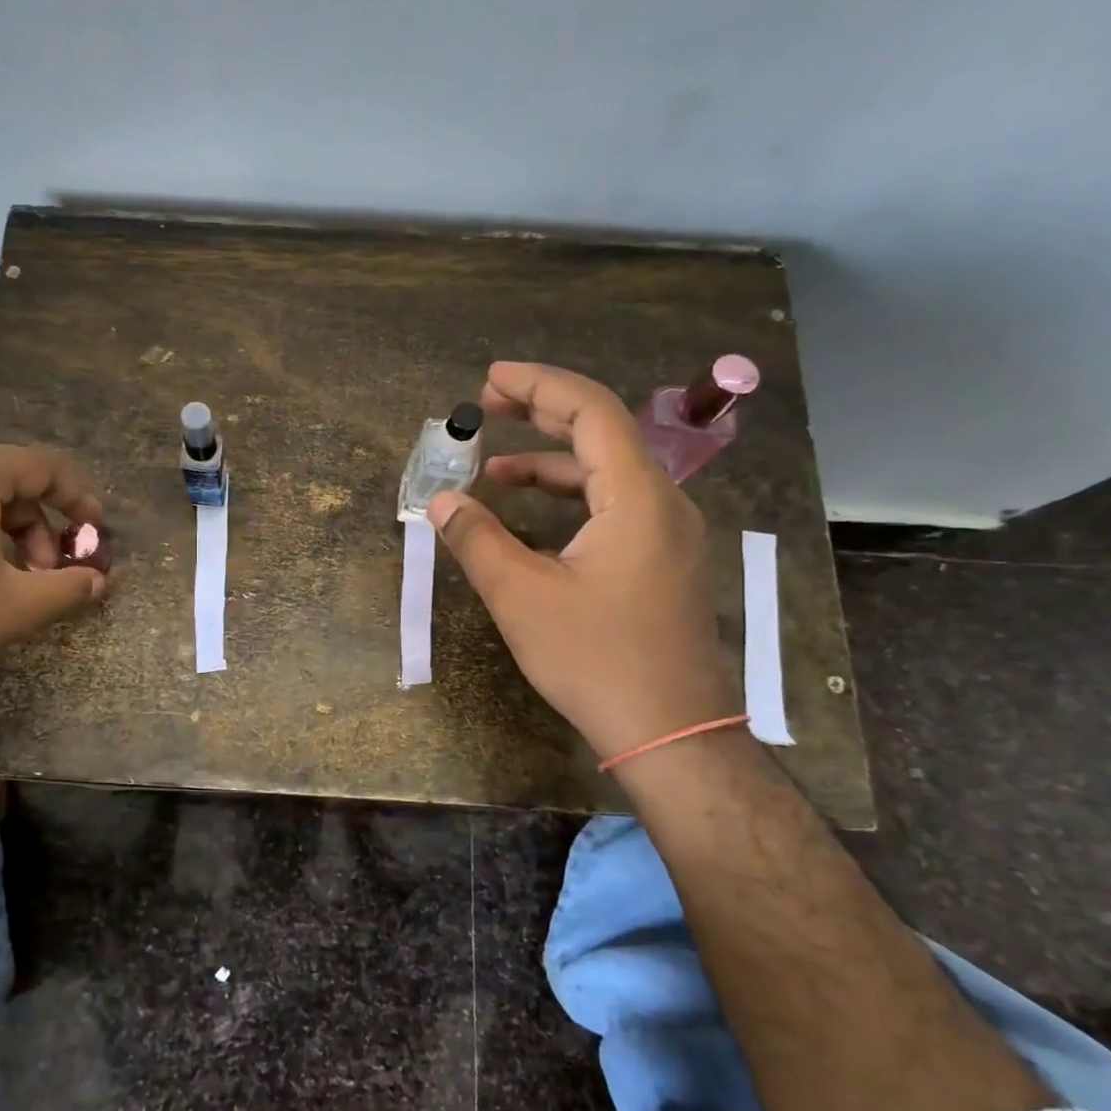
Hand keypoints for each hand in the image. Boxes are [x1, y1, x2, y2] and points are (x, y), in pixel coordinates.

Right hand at [427, 362, 737, 761]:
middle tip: (488, 404)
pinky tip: (533, 517)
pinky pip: (614, 508)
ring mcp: (668, 535)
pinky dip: (570, 499)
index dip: (538, 386)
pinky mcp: (662, 563)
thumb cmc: (595, 659)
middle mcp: (663, 503)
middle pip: (602, 434)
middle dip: (542, 414)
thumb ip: (477, 539)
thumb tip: (441, 501)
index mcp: (637, 497)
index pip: (590, 412)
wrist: (670, 732)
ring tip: (494, 470)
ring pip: (607, 475)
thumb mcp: (522, 596)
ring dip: (551, 463)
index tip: (490, 378)